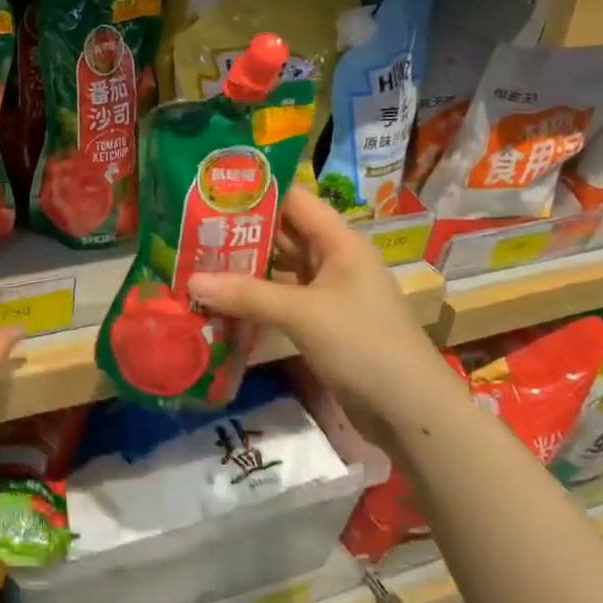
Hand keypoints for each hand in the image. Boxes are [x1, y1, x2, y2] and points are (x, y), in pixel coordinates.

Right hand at [187, 187, 458, 441]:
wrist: (411, 413)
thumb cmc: (364, 345)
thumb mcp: (302, 314)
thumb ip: (247, 295)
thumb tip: (191, 281)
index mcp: (339, 242)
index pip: (294, 200)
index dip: (256, 191)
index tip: (211, 189)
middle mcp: (334, 260)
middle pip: (282, 234)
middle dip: (240, 232)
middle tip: (190, 227)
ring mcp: (328, 294)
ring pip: (279, 270)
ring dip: (244, 268)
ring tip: (196, 261)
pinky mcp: (321, 324)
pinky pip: (281, 300)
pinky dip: (254, 300)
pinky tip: (220, 302)